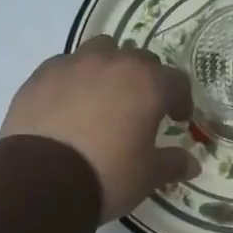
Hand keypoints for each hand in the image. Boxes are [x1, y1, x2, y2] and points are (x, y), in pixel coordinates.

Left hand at [0, 39, 200, 221]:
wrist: (41, 180)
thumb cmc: (107, 174)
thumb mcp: (148, 175)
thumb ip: (172, 163)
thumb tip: (192, 164)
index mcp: (147, 84)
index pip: (177, 81)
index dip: (181, 100)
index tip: (177, 119)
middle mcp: (113, 63)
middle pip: (139, 59)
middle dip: (146, 80)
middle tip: (142, 108)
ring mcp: (73, 64)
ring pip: (100, 52)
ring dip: (109, 68)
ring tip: (104, 97)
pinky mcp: (41, 75)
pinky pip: (66, 66)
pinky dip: (75, 79)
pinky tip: (70, 105)